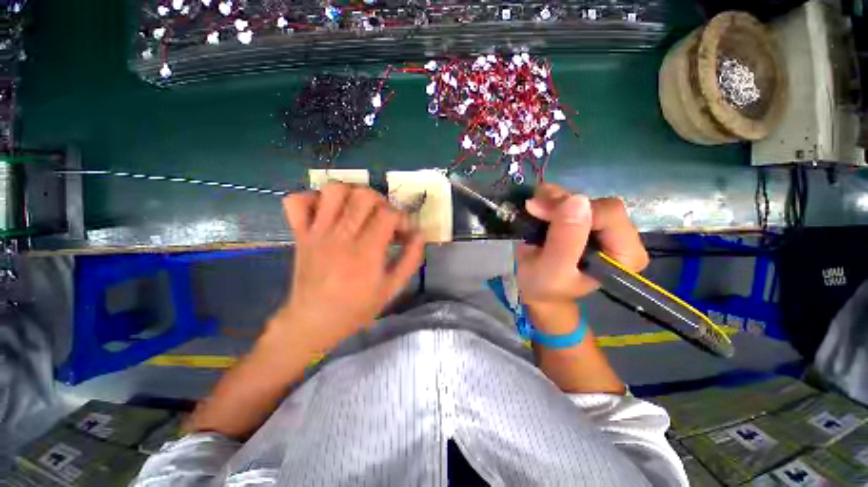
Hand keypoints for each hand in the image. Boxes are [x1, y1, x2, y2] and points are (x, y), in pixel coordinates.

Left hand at [273, 183, 424, 352]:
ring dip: (351, 194)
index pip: (389, 214)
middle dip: (381, 202)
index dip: (402, 218)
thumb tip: (420, 234)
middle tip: (383, 218)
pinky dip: (312, 198)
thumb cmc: (356, 308)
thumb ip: (410, 259)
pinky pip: (297, 201)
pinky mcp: (300, 234)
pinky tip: (327, 211)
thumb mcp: (392, 289)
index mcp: (366, 251)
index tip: (404, 232)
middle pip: (363, 195)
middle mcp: (341, 236)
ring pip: (333, 190)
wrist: (313, 322)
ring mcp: (317, 232)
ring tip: (359, 210)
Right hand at [516, 183, 648, 305]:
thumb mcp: (553, 269)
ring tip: (532, 208)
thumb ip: (566, 240)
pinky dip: (551, 198)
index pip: (610, 215)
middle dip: (561, 203)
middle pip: (596, 203)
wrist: (535, 288)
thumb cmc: (545, 286)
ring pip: (581, 197)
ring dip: (553, 199)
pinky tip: (537, 204)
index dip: (573, 210)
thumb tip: (577, 199)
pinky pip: (570, 198)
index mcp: (624, 255)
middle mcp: (619, 236)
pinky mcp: (583, 219)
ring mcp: (600, 225)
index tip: (539, 212)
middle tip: (533, 209)